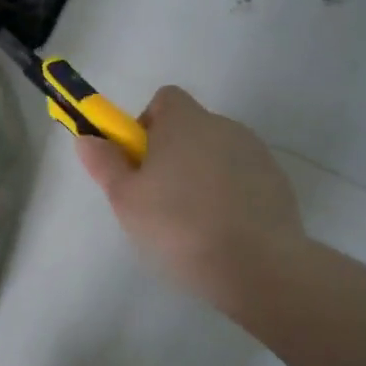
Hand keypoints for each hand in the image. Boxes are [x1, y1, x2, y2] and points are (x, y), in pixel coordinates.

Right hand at [75, 86, 304, 314]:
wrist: (258, 265)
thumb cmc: (178, 226)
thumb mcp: (126, 199)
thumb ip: (104, 163)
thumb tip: (87, 137)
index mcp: (185, 122)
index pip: (164, 99)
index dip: (146, 125)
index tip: (138, 162)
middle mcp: (223, 126)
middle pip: (190, 128)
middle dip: (172, 154)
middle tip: (157, 198)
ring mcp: (256, 154)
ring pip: (216, 154)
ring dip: (201, 175)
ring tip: (192, 222)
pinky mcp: (278, 182)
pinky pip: (242, 178)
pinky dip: (229, 194)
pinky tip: (223, 231)